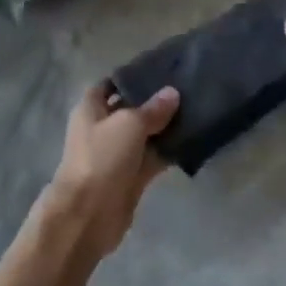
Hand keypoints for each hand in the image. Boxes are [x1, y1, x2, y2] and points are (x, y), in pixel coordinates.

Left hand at [40, 83, 178, 258]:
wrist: (88, 215)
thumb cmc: (102, 157)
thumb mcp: (129, 124)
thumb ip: (153, 108)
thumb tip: (173, 93)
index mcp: (91, 109)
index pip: (111, 84)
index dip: (131, 77)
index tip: (160, 70)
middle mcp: (102, 128)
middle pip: (131, 109)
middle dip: (155, 101)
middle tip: (186, 88)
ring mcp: (117, 154)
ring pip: (145, 134)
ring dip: (165, 127)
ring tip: (196, 110)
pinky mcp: (131, 177)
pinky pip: (153, 158)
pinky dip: (169, 151)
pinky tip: (193, 140)